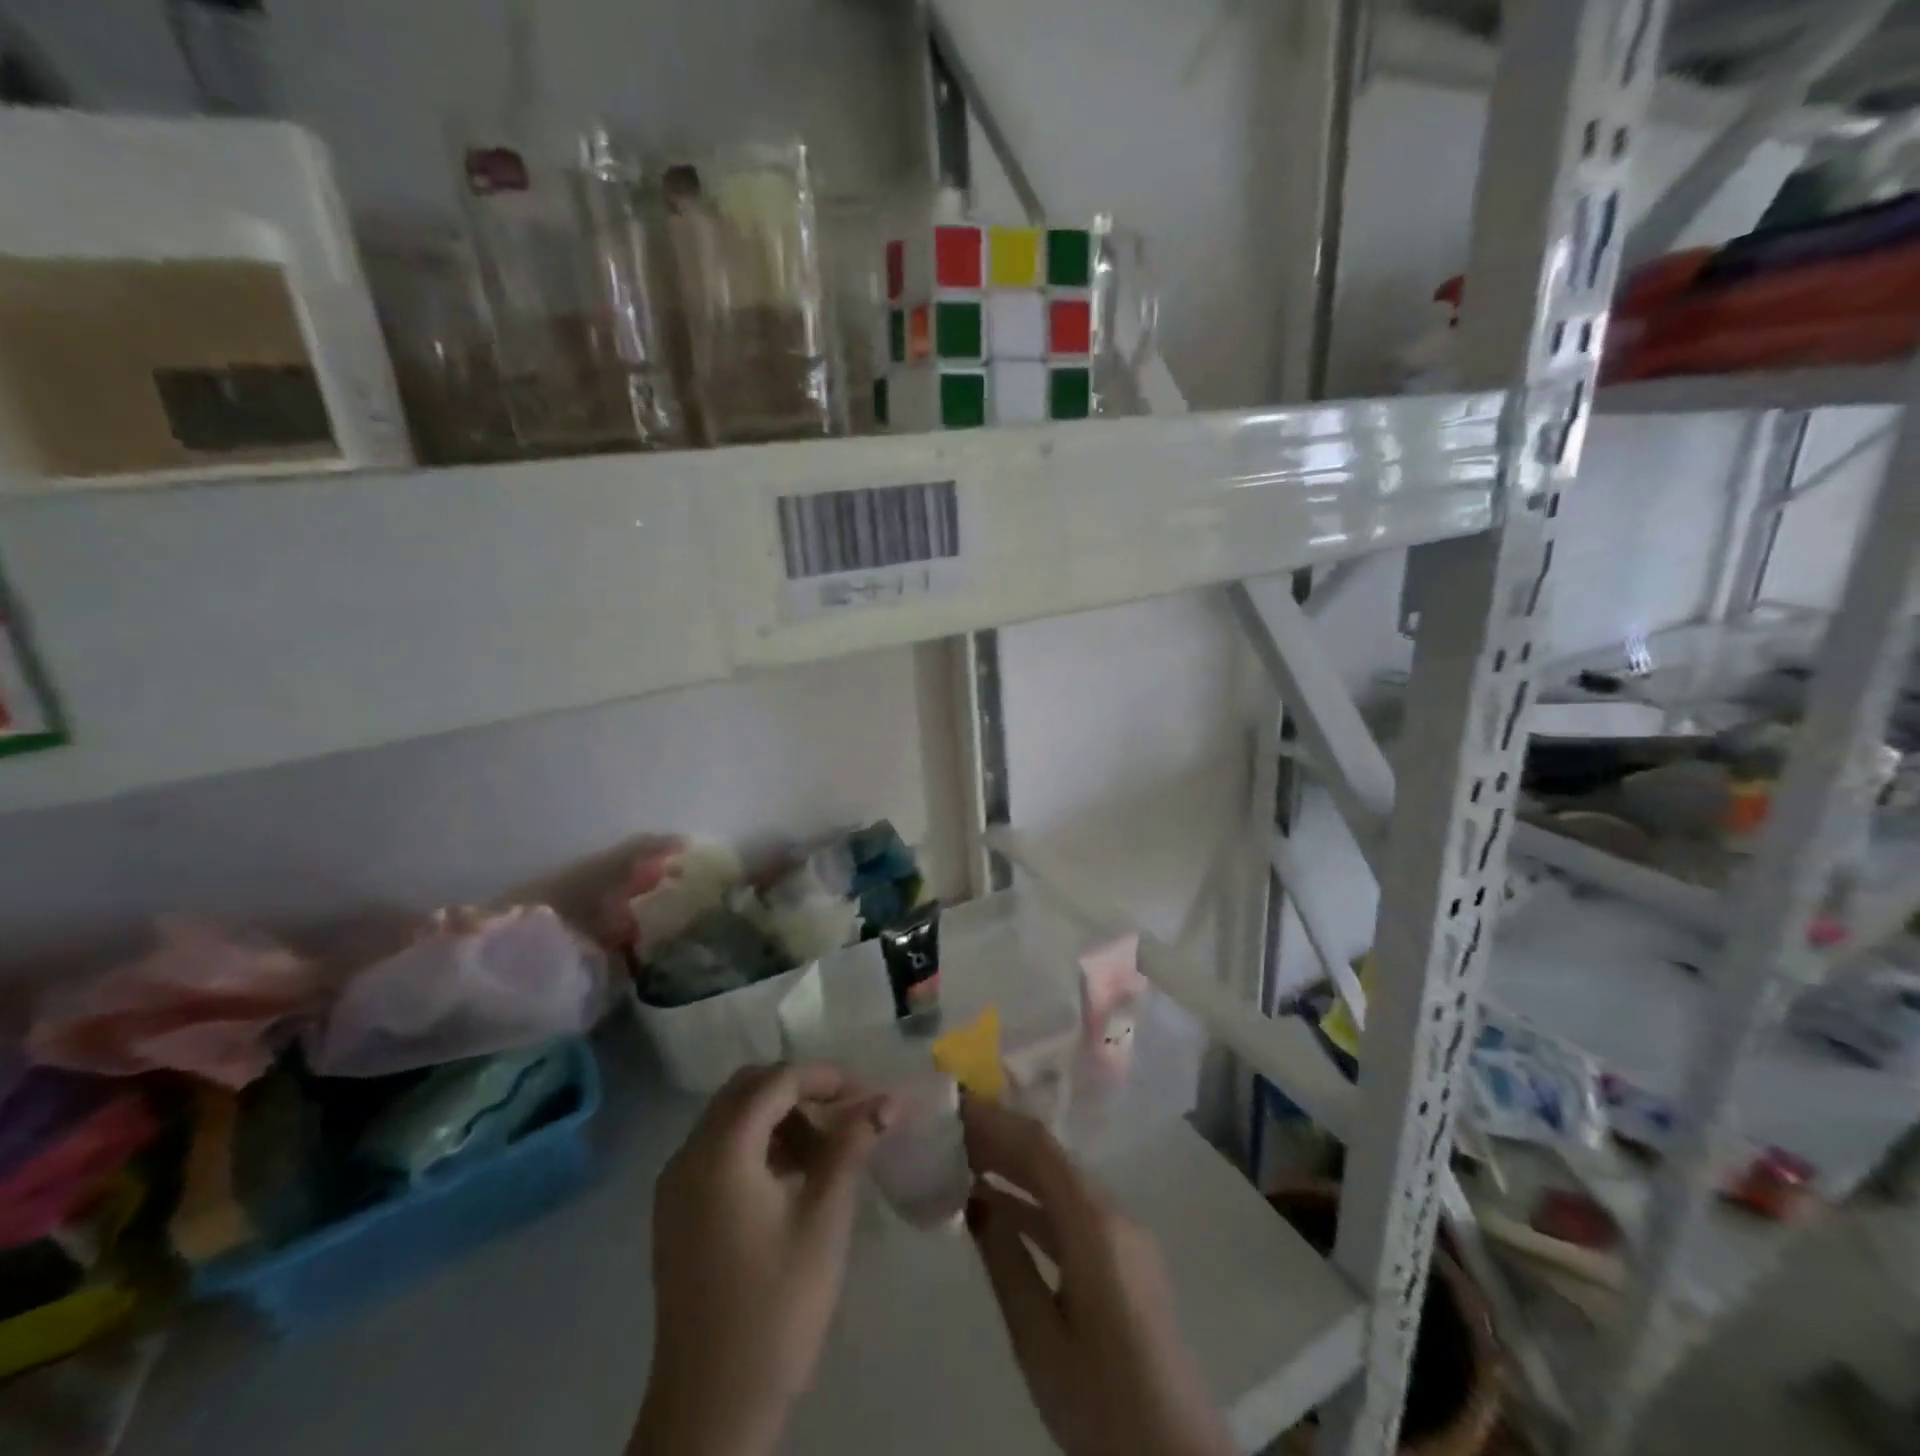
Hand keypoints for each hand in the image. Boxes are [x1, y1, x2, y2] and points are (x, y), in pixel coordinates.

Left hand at [634, 1064, 891, 1455]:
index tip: (868, 1091)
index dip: (825, 1077)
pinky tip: (793, 1176)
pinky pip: (720, 1150)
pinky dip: (758, 1144)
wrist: (710, 1409)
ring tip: (827, 1148)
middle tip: (847, 1111)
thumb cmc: (776, 1307)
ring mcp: (676, 1185)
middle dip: (800, 1090)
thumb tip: (887, 1100)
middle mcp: (689, 1154)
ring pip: (732, 1118)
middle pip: (748, 1089)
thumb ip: (852, 1146)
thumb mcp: (824, 1219)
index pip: (776, 1081)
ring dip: (780, 1116)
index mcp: (721, 1150)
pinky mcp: (676, 1213)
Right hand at [962, 1096, 1236, 1455]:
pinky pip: (1073, 1208)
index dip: (994, 1121)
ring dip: (1015, 1167)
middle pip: (1052, 1157)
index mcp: (1096, 1224)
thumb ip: (1006, 1262)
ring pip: (1062, 1180)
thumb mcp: (1039, 1339)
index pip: (1039, 1148)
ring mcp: (1125, 1233)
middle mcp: (1115, 1213)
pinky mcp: (1125, 1256)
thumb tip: (975, 1200)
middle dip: (1000, 1138)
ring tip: (962, 1161)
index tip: (953, 1106)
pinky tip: (998, 1206)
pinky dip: (1034, 1199)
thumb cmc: (1102, 1403)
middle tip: (949, 1131)